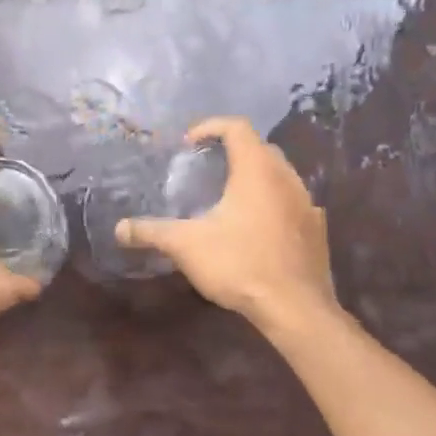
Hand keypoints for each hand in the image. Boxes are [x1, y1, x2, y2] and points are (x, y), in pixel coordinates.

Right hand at [117, 117, 340, 333]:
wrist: (296, 309)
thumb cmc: (240, 264)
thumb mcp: (186, 246)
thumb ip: (151, 232)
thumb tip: (119, 229)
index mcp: (257, 171)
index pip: (237, 127)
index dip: (210, 127)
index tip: (187, 144)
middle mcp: (287, 179)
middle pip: (260, 148)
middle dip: (231, 151)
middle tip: (204, 168)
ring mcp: (307, 204)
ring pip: (279, 175)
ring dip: (253, 177)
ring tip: (227, 198)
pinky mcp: (316, 230)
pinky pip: (291, 203)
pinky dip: (271, 203)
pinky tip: (254, 228)